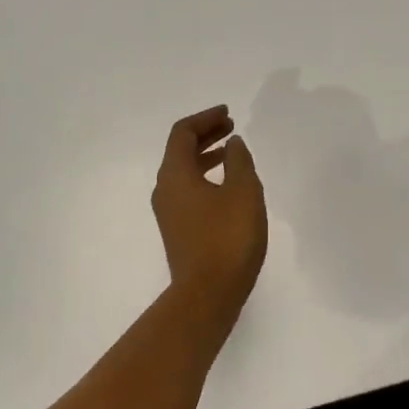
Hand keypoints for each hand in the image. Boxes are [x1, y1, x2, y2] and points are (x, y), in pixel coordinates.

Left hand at [152, 105, 267, 318]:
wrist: (208, 294)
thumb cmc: (227, 238)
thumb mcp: (243, 192)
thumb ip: (239, 161)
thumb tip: (232, 143)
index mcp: (174, 174)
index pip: (182, 133)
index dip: (205, 118)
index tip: (228, 114)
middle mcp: (164, 189)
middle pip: (180, 150)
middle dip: (205, 134)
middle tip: (231, 127)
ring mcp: (169, 211)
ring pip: (184, 171)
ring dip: (207, 156)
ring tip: (233, 151)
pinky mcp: (178, 229)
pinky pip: (188, 190)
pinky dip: (206, 176)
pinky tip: (228, 185)